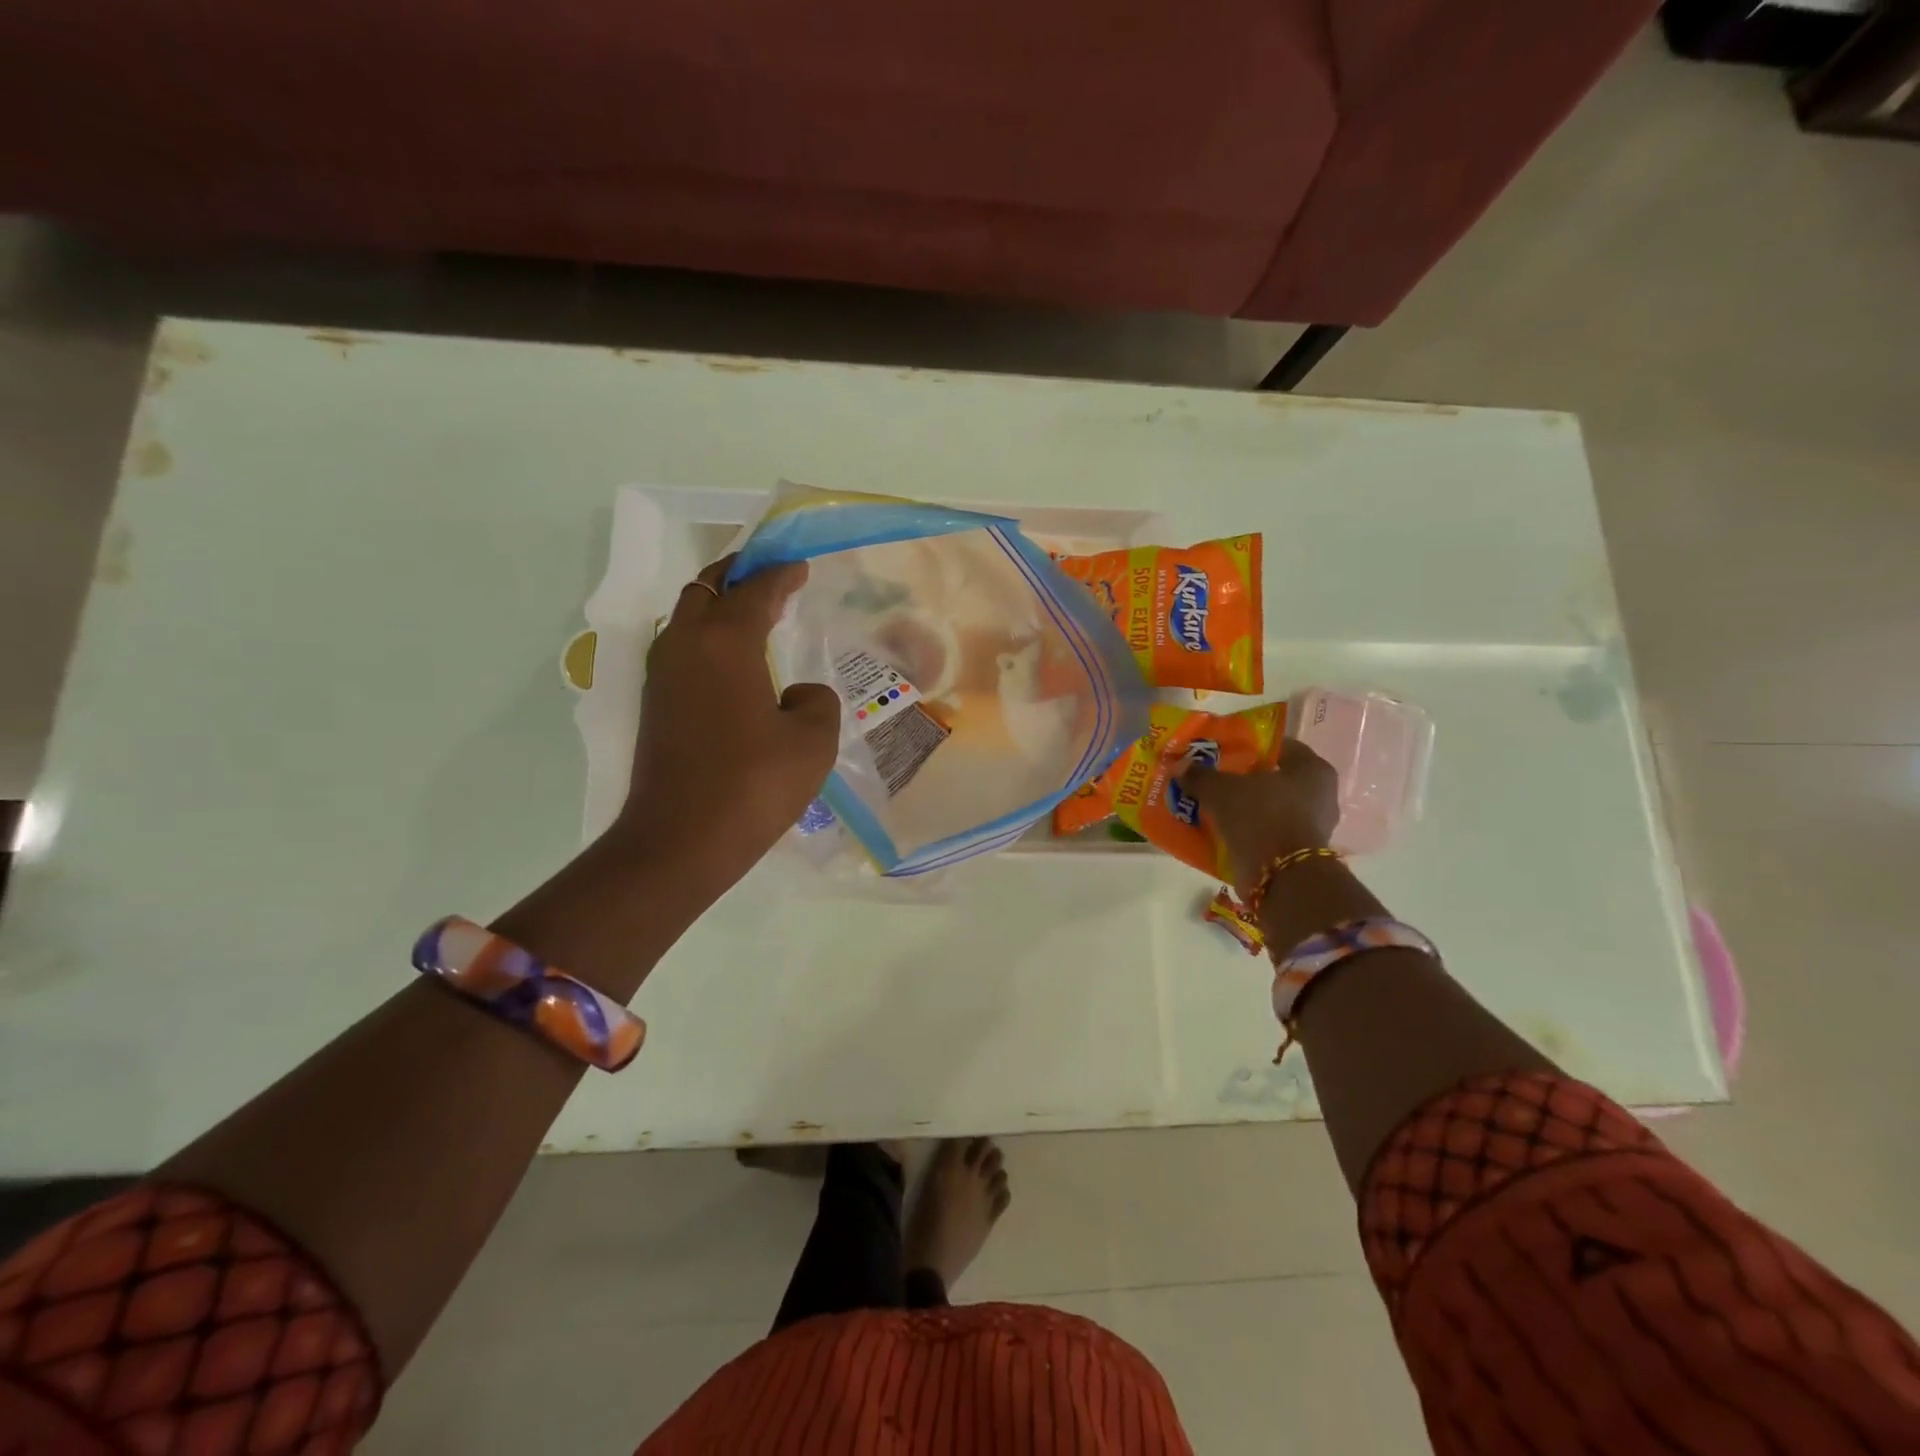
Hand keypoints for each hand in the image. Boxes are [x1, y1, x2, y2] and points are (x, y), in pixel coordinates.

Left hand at [613, 557, 840, 895]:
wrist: (680, 840)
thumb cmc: (753, 784)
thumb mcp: (812, 740)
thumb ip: (816, 700)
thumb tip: (794, 694)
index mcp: (725, 641)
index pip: (755, 589)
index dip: (781, 573)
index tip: (799, 565)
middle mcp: (685, 644)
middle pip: (706, 587)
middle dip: (738, 573)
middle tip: (770, 575)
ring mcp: (662, 674)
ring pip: (687, 616)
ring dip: (718, 604)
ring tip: (754, 612)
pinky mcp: (655, 703)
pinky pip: (683, 648)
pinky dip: (708, 636)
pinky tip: (734, 660)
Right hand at [1177, 744, 1339, 897]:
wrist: (1280, 877)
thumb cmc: (1260, 816)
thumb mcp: (1221, 789)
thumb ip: (1201, 776)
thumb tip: (1182, 767)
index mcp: (1312, 769)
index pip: (1280, 747)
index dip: (1250, 747)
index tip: (1224, 752)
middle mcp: (1320, 795)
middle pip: (1275, 779)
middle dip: (1245, 780)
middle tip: (1215, 779)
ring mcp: (1312, 827)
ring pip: (1270, 808)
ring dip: (1245, 809)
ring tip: (1213, 806)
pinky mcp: (1299, 854)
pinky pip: (1267, 833)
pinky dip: (1248, 832)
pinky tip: (1221, 831)